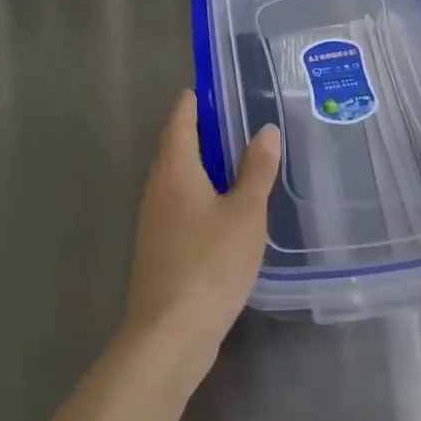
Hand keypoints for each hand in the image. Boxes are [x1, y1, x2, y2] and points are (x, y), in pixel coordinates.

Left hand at [122, 91, 279, 375]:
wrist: (168, 335)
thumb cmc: (208, 264)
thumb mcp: (245, 213)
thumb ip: (256, 171)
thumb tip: (265, 130)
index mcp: (174, 168)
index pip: (181, 117)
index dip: (198, 99)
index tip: (221, 86)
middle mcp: (158, 186)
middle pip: (178, 144)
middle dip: (206, 130)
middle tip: (243, 120)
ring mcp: (155, 218)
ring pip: (180, 176)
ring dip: (206, 164)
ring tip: (242, 160)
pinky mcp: (161, 246)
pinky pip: (182, 203)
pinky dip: (203, 193)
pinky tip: (229, 208)